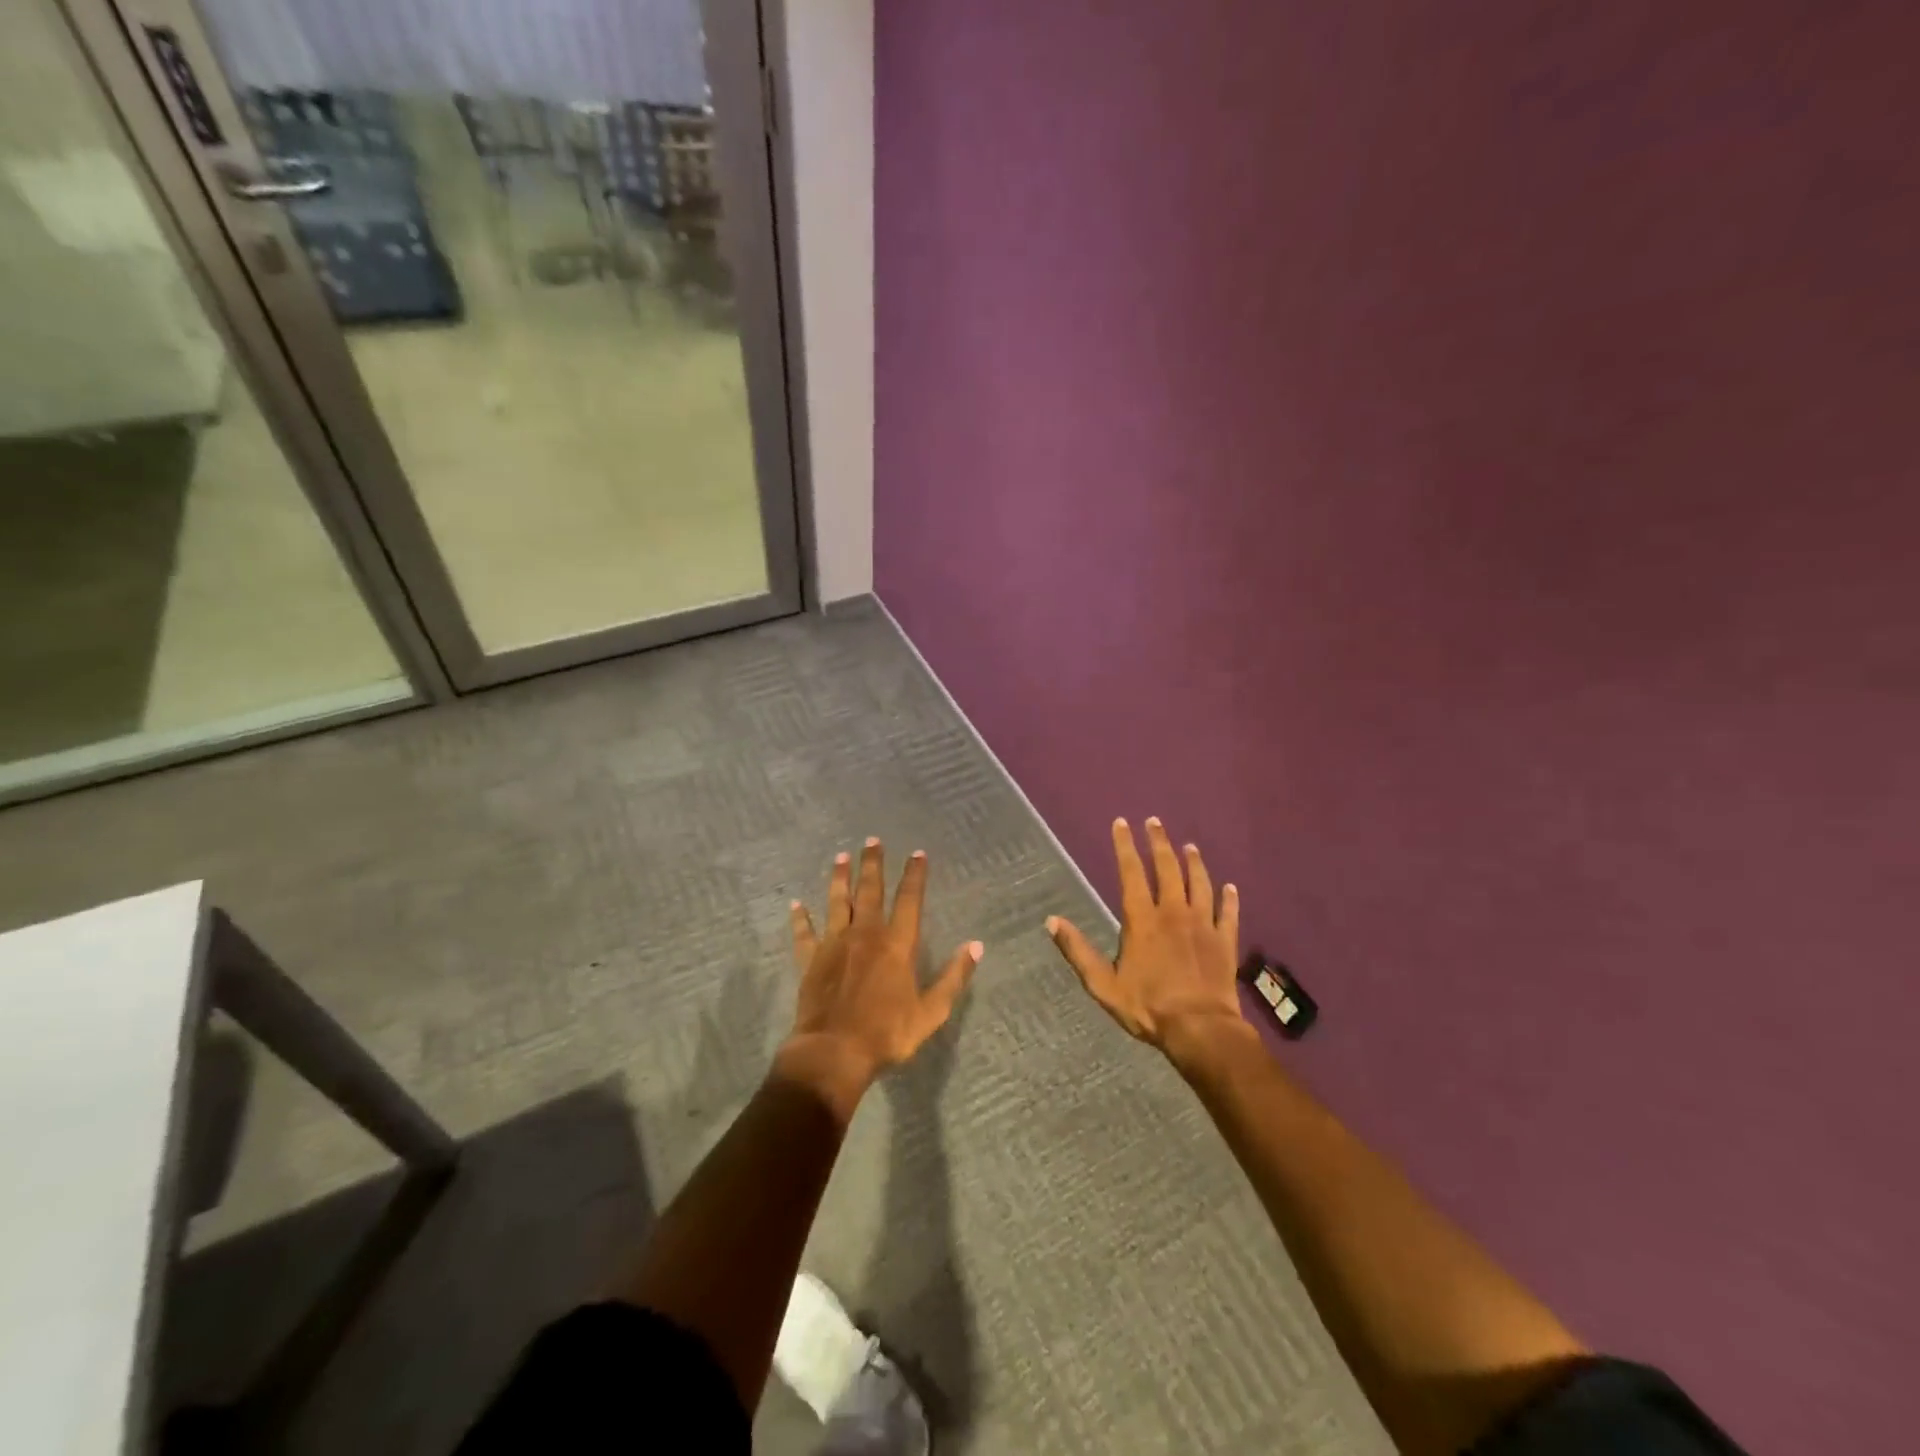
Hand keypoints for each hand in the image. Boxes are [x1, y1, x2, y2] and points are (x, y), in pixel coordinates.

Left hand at [786, 838, 982, 1090]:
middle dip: (873, 864)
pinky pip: (804, 933)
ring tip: (840, 857)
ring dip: (839, 878)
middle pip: (870, 890)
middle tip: (872, 840)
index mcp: (897, 944)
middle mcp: (866, 934)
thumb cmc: (887, 1033)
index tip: (918, 853)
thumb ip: (953, 977)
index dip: (915, 875)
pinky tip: (796, 904)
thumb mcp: (931, 1011)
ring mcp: (835, 944)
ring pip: (837, 902)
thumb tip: (976, 946)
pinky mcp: (810, 960)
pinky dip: (800, 918)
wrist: (834, 1051)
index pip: (909, 900)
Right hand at [1047, 817, 1244, 1052]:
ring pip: (1200, 883)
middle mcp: (1173, 912)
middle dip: (1159, 843)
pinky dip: (1229, 898)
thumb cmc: (1148, 1007)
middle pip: (1168, 869)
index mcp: (1142, 920)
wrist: (1200, 1029)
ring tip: (1190, 846)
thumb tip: (1052, 921)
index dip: (1125, 846)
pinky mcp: (1225, 941)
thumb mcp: (1103, 984)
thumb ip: (1078, 951)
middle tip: (1155, 822)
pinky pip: (1228, 912)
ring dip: (1194, 862)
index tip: (1122, 823)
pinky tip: (1231, 887)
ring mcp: (1203, 924)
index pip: (1131, 873)